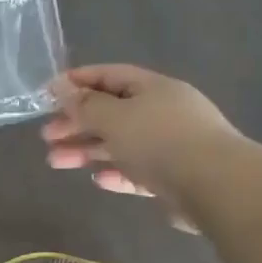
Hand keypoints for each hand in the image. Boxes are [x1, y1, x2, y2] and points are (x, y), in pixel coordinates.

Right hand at [41, 65, 240, 231]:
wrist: (215, 186)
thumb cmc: (159, 140)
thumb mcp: (114, 117)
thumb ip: (85, 104)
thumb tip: (61, 87)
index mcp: (153, 88)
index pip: (110, 76)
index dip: (78, 81)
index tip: (48, 94)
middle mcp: (163, 112)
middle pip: (112, 112)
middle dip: (77, 122)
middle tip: (47, 135)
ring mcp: (171, 146)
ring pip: (120, 144)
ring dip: (87, 150)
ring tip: (55, 162)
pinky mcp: (174, 178)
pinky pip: (137, 171)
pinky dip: (116, 173)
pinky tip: (98, 179)